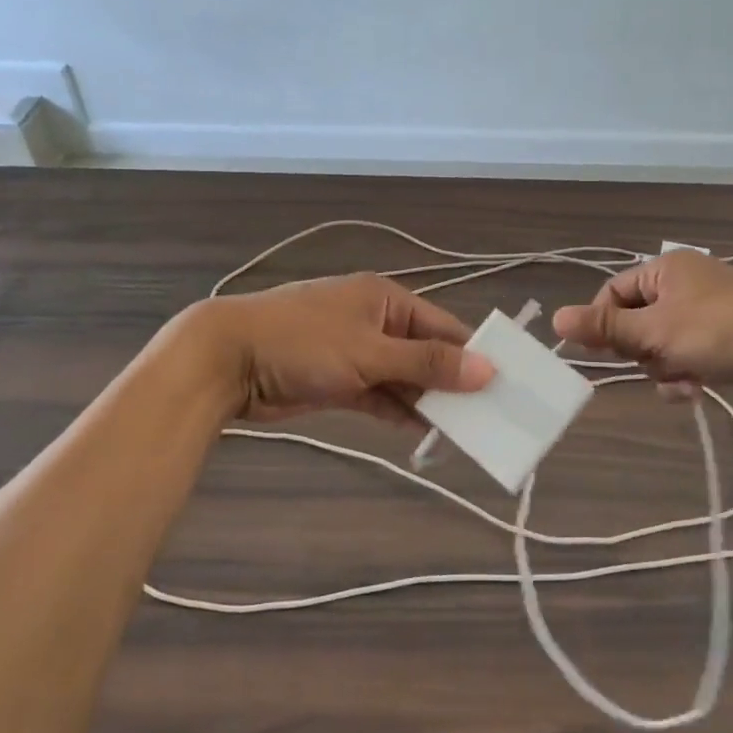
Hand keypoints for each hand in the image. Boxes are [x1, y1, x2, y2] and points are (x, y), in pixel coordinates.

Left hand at [179, 274, 492, 424]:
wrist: (227, 361)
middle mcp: (375, 321)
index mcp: (386, 299)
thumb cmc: (304, 343)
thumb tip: (487, 369)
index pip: (444, 325)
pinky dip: (399, 411)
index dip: (473, 354)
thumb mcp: (371, 352)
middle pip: (425, 353)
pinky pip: (379, 395)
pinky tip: (425, 433)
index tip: (506, 384)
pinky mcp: (338, 381)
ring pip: (404, 378)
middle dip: (452, 382)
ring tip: (465, 431)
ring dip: (427, 401)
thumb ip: (428, 363)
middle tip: (490, 416)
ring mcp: (355, 352)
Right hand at [551, 251, 732, 395]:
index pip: (612, 293)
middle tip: (657, 363)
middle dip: (642, 351)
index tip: (604, 353)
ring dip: (665, 367)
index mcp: (665, 268)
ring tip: (685, 380)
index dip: (604, 324)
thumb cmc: (720, 332)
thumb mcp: (656, 331)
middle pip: (636, 320)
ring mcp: (706, 308)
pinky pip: (686, 352)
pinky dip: (686, 371)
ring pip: (660, 343)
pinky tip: (698, 388)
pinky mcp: (724, 334)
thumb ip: (605, 327)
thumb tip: (554, 319)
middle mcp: (684, 282)